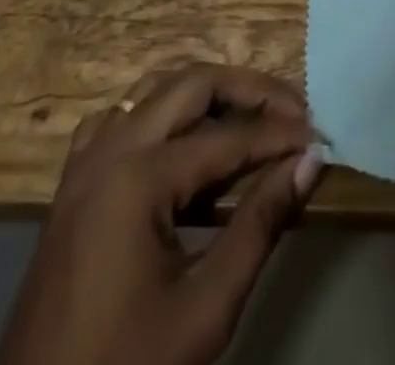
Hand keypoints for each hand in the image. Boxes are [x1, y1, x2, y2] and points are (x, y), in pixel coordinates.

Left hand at [0, 65, 324, 364]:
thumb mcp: (204, 310)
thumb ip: (260, 225)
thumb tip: (309, 161)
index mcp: (139, 177)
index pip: (229, 136)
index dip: (280, 135)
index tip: (322, 136)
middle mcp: (110, 150)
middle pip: (192, 84)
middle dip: (248, 90)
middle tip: (293, 112)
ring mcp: (85, 164)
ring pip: (155, 92)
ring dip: (207, 95)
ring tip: (250, 118)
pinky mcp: (72, 186)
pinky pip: (122, 120)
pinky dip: (162, 115)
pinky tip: (182, 143)